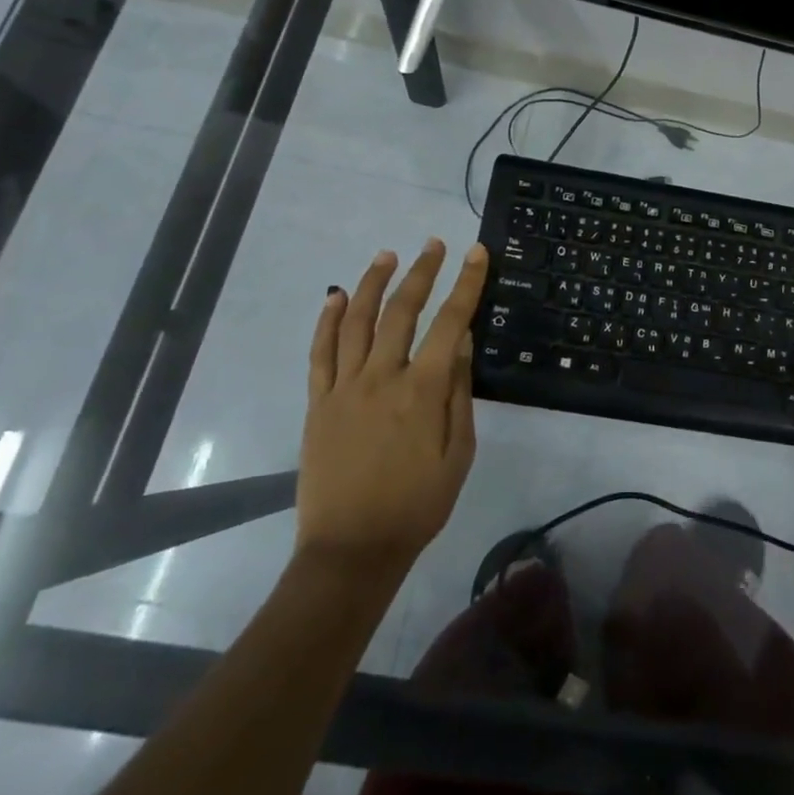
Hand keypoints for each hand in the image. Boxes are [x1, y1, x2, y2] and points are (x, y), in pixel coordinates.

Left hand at [298, 238, 487, 574]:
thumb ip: (460, 393)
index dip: (466, 284)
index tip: (476, 253)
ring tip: (387, 255)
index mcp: (422, 391)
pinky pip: (320, 353)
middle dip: (421, 272)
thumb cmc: (417, 505)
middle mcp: (382, 378)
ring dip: (372, 283)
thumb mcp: (458, 453)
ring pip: (356, 321)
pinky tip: (334, 297)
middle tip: (433, 244)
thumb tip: (464, 342)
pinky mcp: (318, 403)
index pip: (450, 323)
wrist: (351, 550)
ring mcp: (344, 388)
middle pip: (402, 311)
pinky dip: (326, 321)